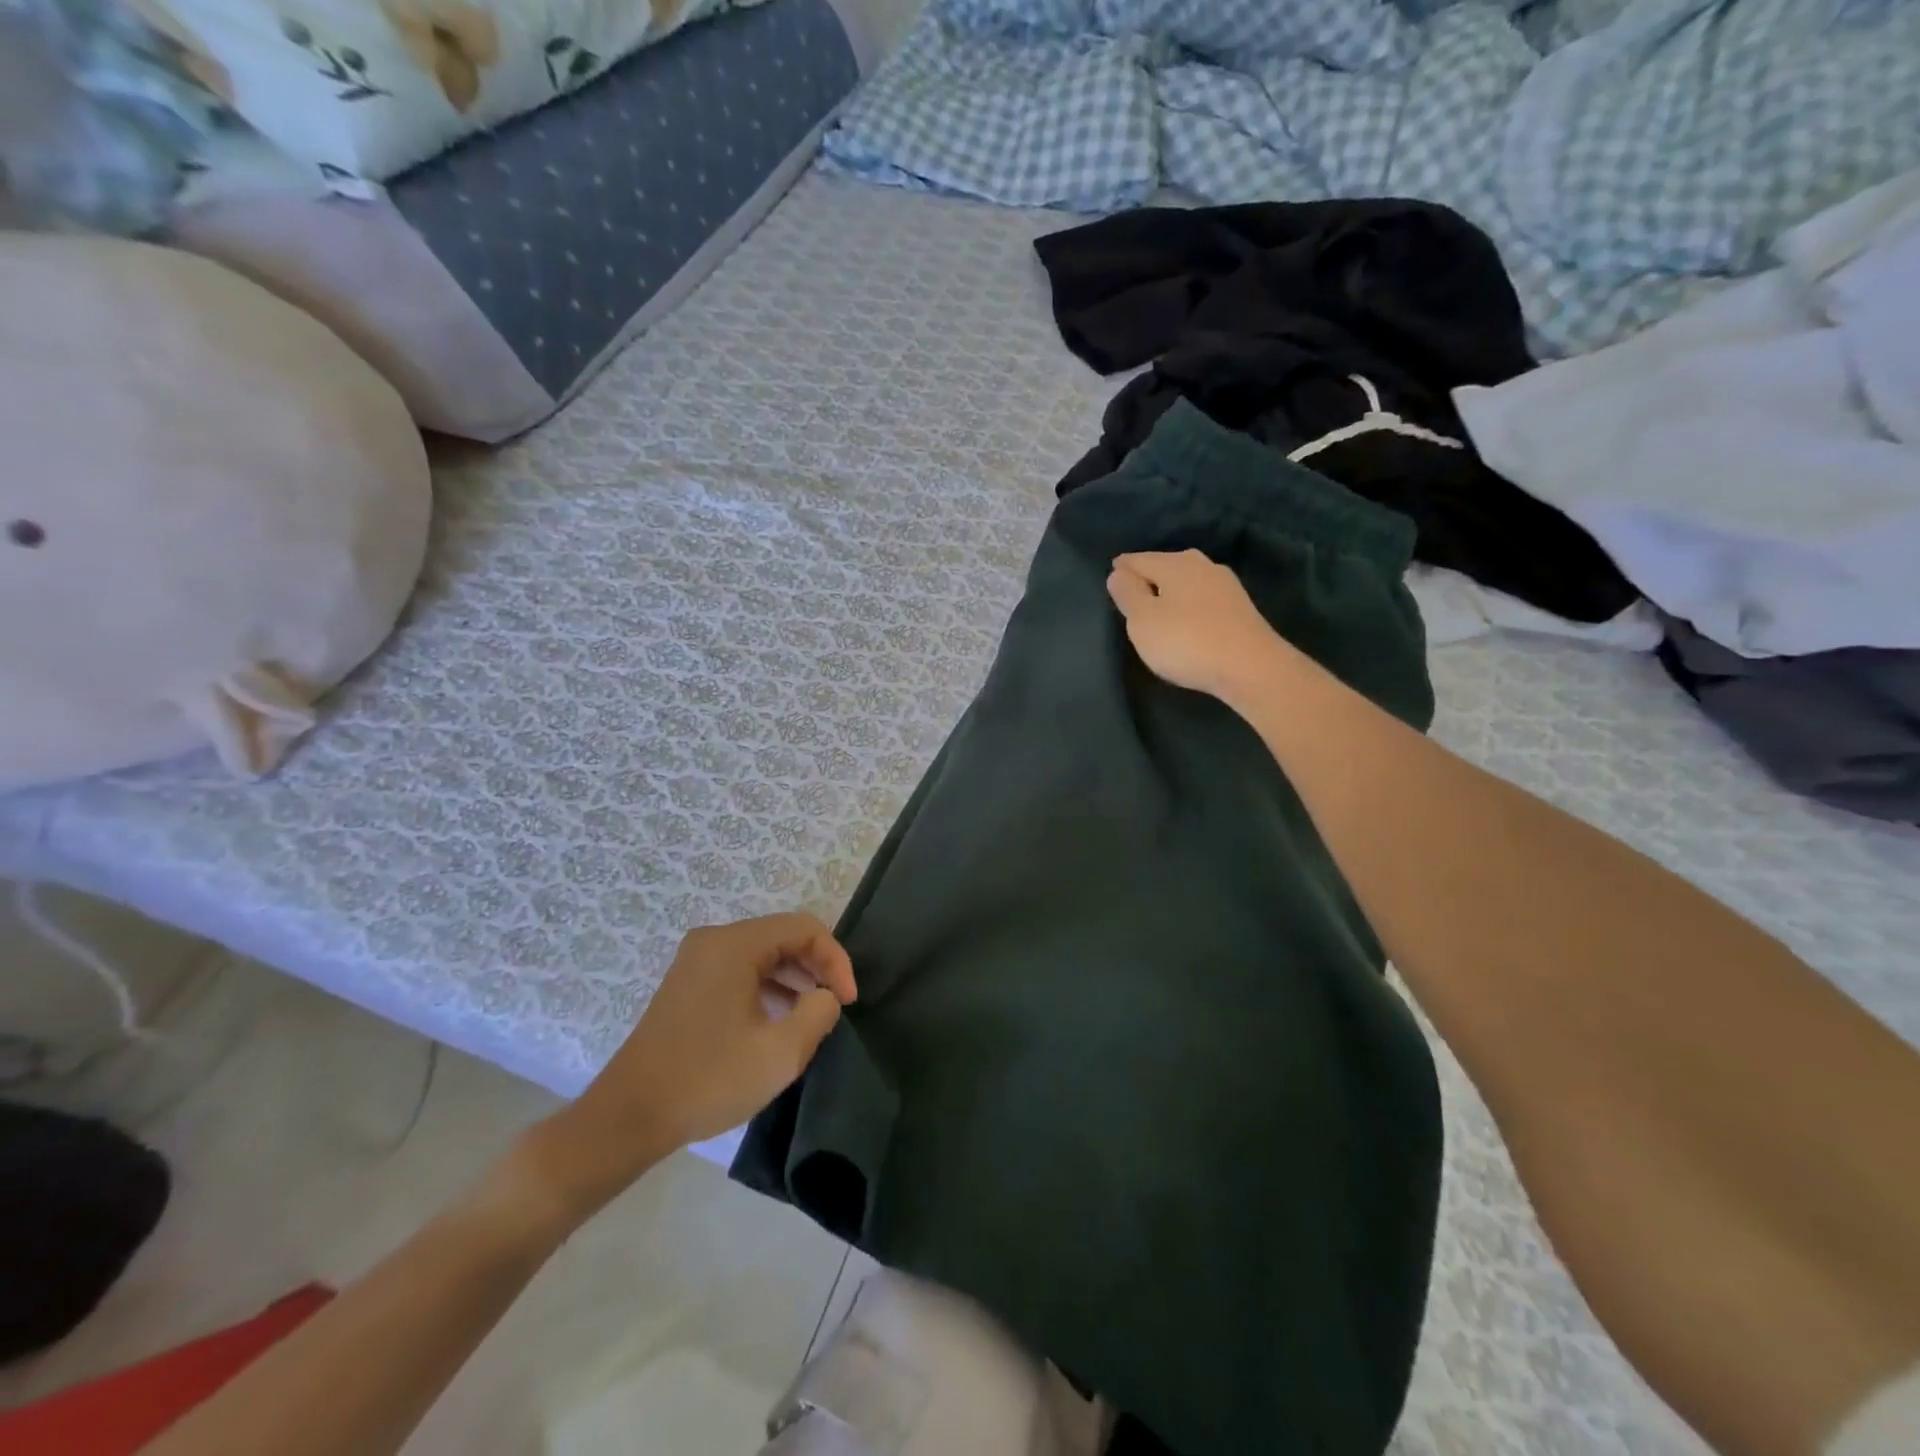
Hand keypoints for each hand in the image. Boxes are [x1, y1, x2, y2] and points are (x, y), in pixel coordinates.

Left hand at [509, 913, 856, 1227]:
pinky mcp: (687, 984)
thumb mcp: (780, 1053)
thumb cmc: (708, 1080)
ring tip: (811, 1017)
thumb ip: (818, 1013)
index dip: (836, 960)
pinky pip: (740, 970)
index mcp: (735, 944)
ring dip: (794, 978)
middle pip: (783, 936)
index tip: (849, 1002)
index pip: (805, 928)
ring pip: (762, 954)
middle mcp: (714, 940)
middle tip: (835, 1007)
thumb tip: (824, 996)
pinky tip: (777, 1021)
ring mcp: (696, 961)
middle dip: (817, 967)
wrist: (627, 1118)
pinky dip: (767, 987)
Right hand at [1106, 550, 1291, 703]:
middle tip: (1132, 594)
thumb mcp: (1142, 621)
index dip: (1121, 570)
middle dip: (1148, 577)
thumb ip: (1127, 594)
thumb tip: (1118, 572)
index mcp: (1175, 563)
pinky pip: (1203, 598)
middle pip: (1165, 566)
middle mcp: (1202, 565)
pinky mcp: (1240, 608)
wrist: (1251, 668)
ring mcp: (1226, 585)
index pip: (1138, 559)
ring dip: (1171, 591)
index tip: (1111, 579)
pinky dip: (1189, 605)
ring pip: (1187, 581)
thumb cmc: (1186, 642)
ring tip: (1158, 608)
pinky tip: (1187, 619)